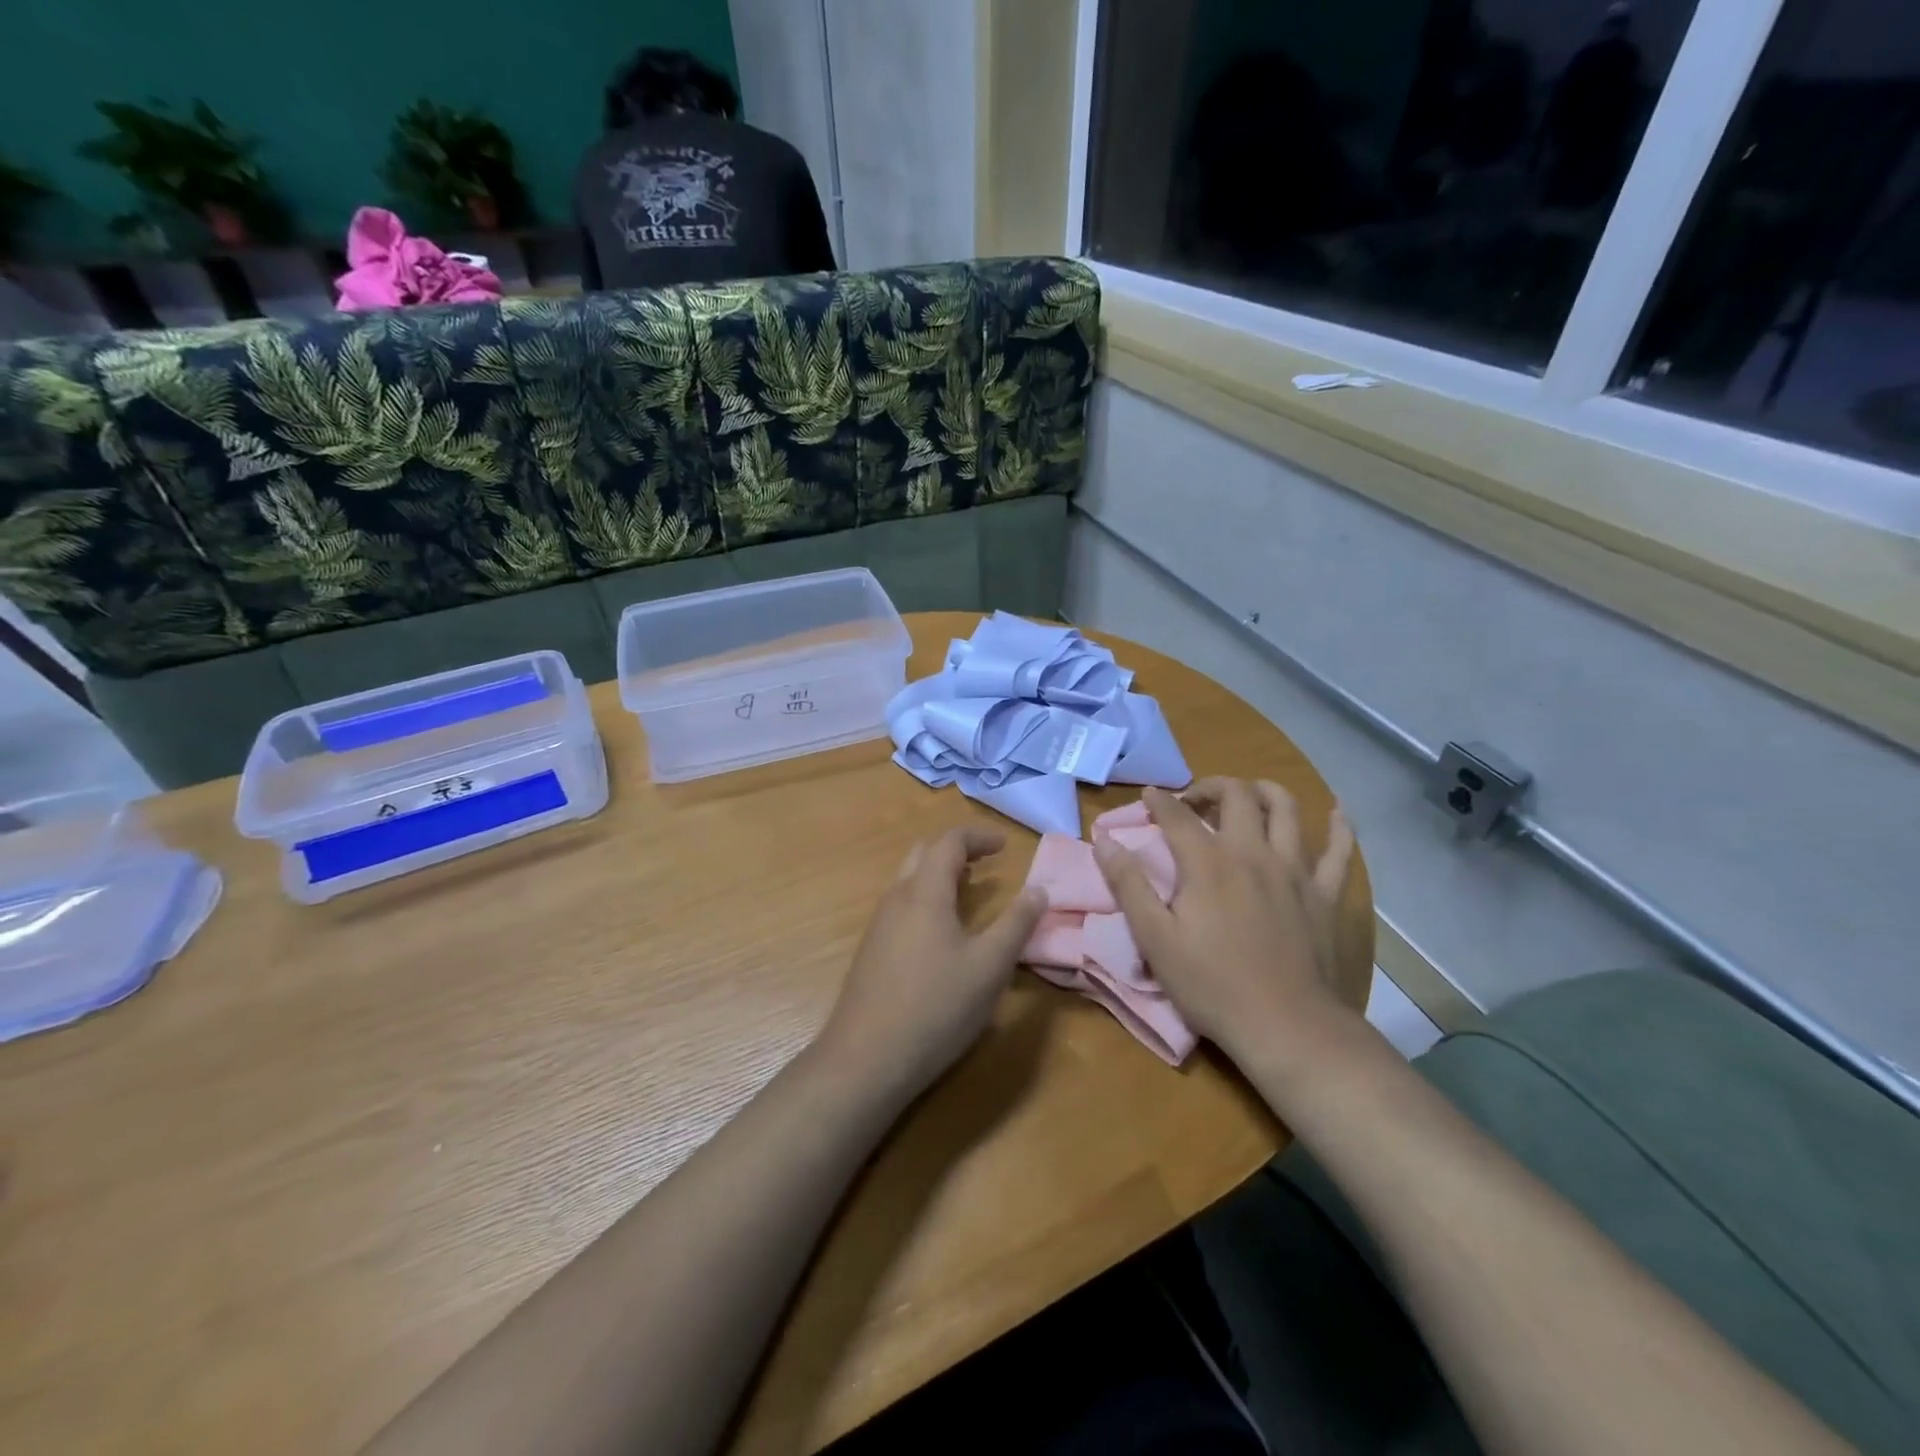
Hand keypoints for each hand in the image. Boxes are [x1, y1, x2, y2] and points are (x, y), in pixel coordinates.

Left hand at [818, 826, 1047, 1100]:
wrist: (866, 1058)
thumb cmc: (936, 1007)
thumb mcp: (989, 966)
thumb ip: (1017, 924)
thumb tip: (1038, 890)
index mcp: (924, 892)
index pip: (950, 842)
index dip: (979, 836)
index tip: (1005, 846)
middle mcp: (897, 898)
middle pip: (924, 853)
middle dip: (957, 850)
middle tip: (987, 863)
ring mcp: (879, 924)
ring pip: (909, 880)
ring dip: (940, 875)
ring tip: (969, 892)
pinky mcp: (872, 950)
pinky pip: (902, 905)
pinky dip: (927, 898)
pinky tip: (942, 932)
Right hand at [1092, 780, 1356, 1072]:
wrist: (1285, 1025)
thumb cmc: (1211, 984)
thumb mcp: (1155, 938)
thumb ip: (1128, 884)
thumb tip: (1104, 841)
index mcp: (1208, 863)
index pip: (1178, 816)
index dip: (1159, 800)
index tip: (1148, 795)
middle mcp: (1253, 853)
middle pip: (1237, 796)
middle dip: (1212, 786)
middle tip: (1195, 801)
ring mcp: (1295, 870)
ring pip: (1286, 808)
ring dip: (1264, 791)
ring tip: (1248, 796)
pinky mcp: (1326, 894)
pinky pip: (1340, 851)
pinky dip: (1339, 827)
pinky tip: (1336, 812)